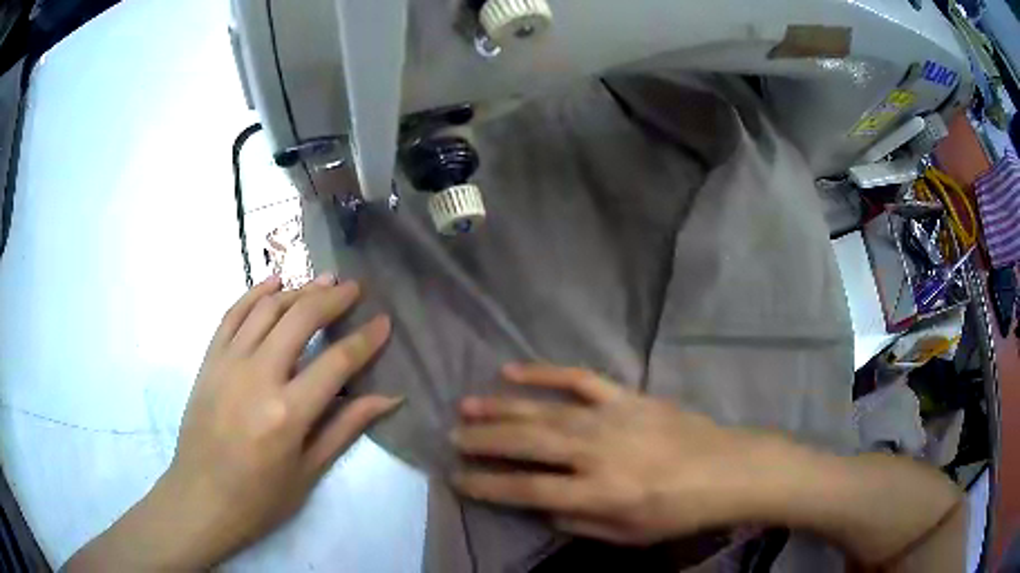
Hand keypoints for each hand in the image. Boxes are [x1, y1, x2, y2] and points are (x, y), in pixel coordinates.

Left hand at [65, 275, 401, 570]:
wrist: (201, 498)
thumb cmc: (260, 498)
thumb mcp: (309, 471)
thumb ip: (346, 427)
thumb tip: (389, 398)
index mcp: (288, 413)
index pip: (336, 362)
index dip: (366, 340)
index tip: (384, 322)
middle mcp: (257, 377)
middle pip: (300, 319)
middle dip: (332, 298)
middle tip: (354, 288)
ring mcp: (228, 363)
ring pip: (267, 309)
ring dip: (298, 290)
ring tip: (322, 281)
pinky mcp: (209, 360)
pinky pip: (232, 314)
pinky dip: (255, 293)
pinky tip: (274, 283)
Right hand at [450, 364, 781, 545]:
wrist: (728, 469)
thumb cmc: (679, 511)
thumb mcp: (628, 535)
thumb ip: (577, 521)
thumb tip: (538, 505)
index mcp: (599, 492)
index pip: (526, 489)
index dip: (487, 485)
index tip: (457, 478)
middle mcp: (597, 452)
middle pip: (527, 443)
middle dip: (483, 440)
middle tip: (452, 437)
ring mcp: (611, 417)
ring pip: (544, 410)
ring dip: (501, 408)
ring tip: (466, 406)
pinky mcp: (626, 396)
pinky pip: (579, 379)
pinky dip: (544, 373)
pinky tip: (514, 371)